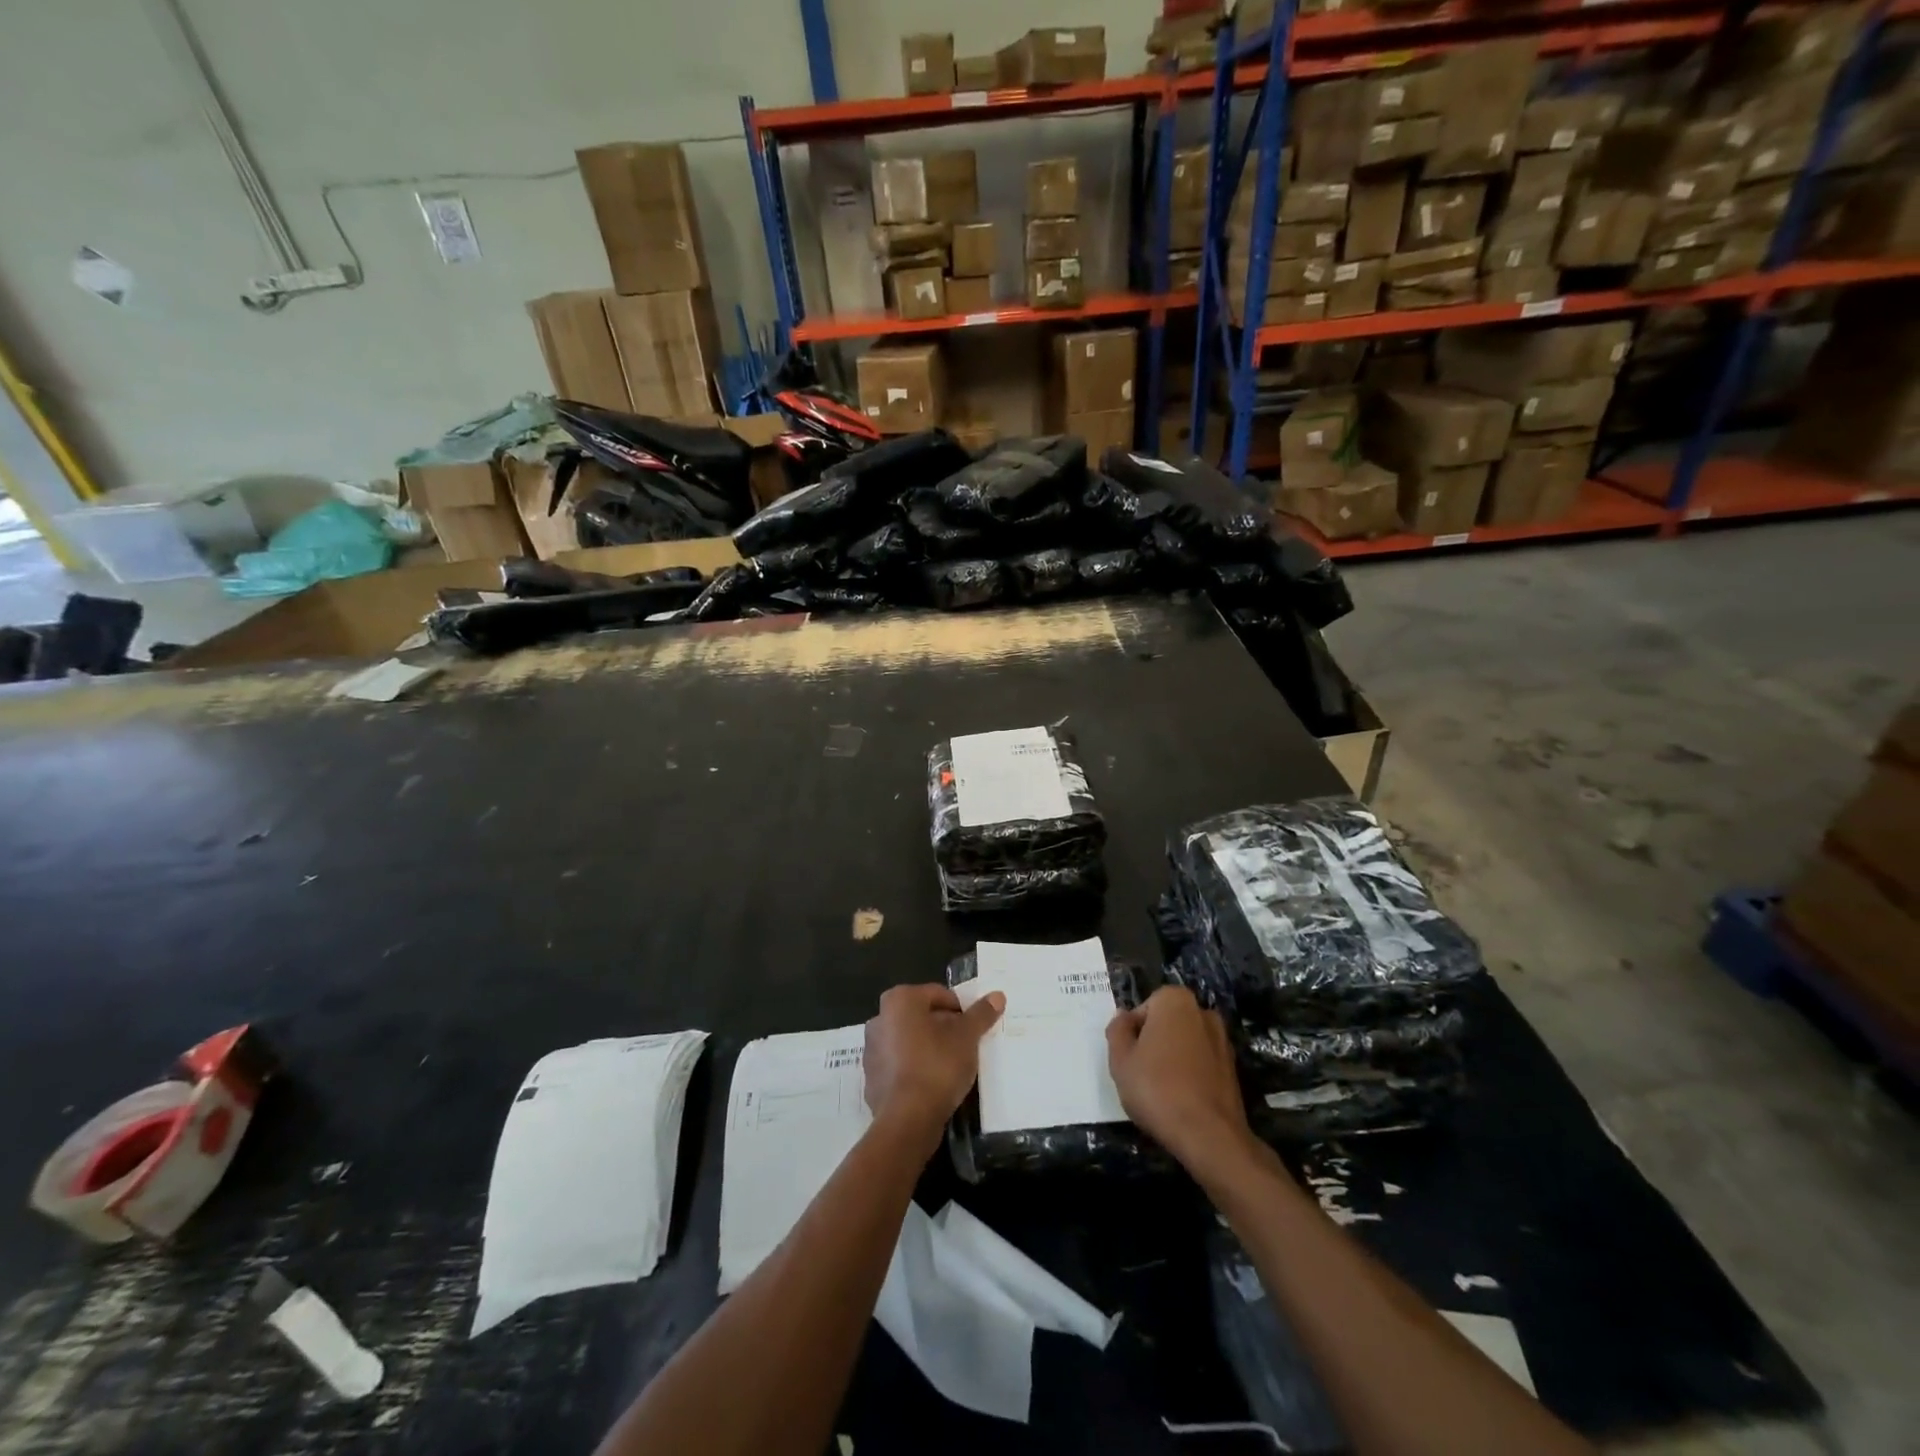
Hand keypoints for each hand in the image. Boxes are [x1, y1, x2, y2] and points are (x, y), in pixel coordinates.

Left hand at [864, 984, 1004, 1139]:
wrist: (907, 1119)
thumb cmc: (938, 1066)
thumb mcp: (967, 1038)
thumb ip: (981, 1014)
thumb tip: (997, 995)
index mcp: (900, 1000)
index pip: (938, 994)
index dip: (960, 1010)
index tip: (974, 1028)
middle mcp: (880, 1018)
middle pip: (921, 1015)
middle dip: (943, 1027)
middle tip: (965, 1045)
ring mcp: (871, 1048)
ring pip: (909, 1039)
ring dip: (928, 1047)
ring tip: (951, 1066)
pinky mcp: (871, 1077)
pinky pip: (899, 1064)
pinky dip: (914, 1067)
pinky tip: (931, 1083)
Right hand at [1107, 986, 1251, 1173]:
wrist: (1209, 1136)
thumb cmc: (1157, 1089)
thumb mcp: (1120, 1060)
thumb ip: (1118, 1030)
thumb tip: (1124, 1016)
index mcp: (1175, 1001)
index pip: (1144, 1009)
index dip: (1132, 1033)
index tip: (1129, 1058)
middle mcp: (1203, 1012)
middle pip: (1166, 1024)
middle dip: (1154, 1043)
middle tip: (1141, 1073)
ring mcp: (1222, 1041)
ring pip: (1185, 1044)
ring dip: (1173, 1059)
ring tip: (1161, 1090)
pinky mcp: (1233, 1069)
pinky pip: (1201, 1063)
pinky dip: (1191, 1074)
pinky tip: (1181, 1099)